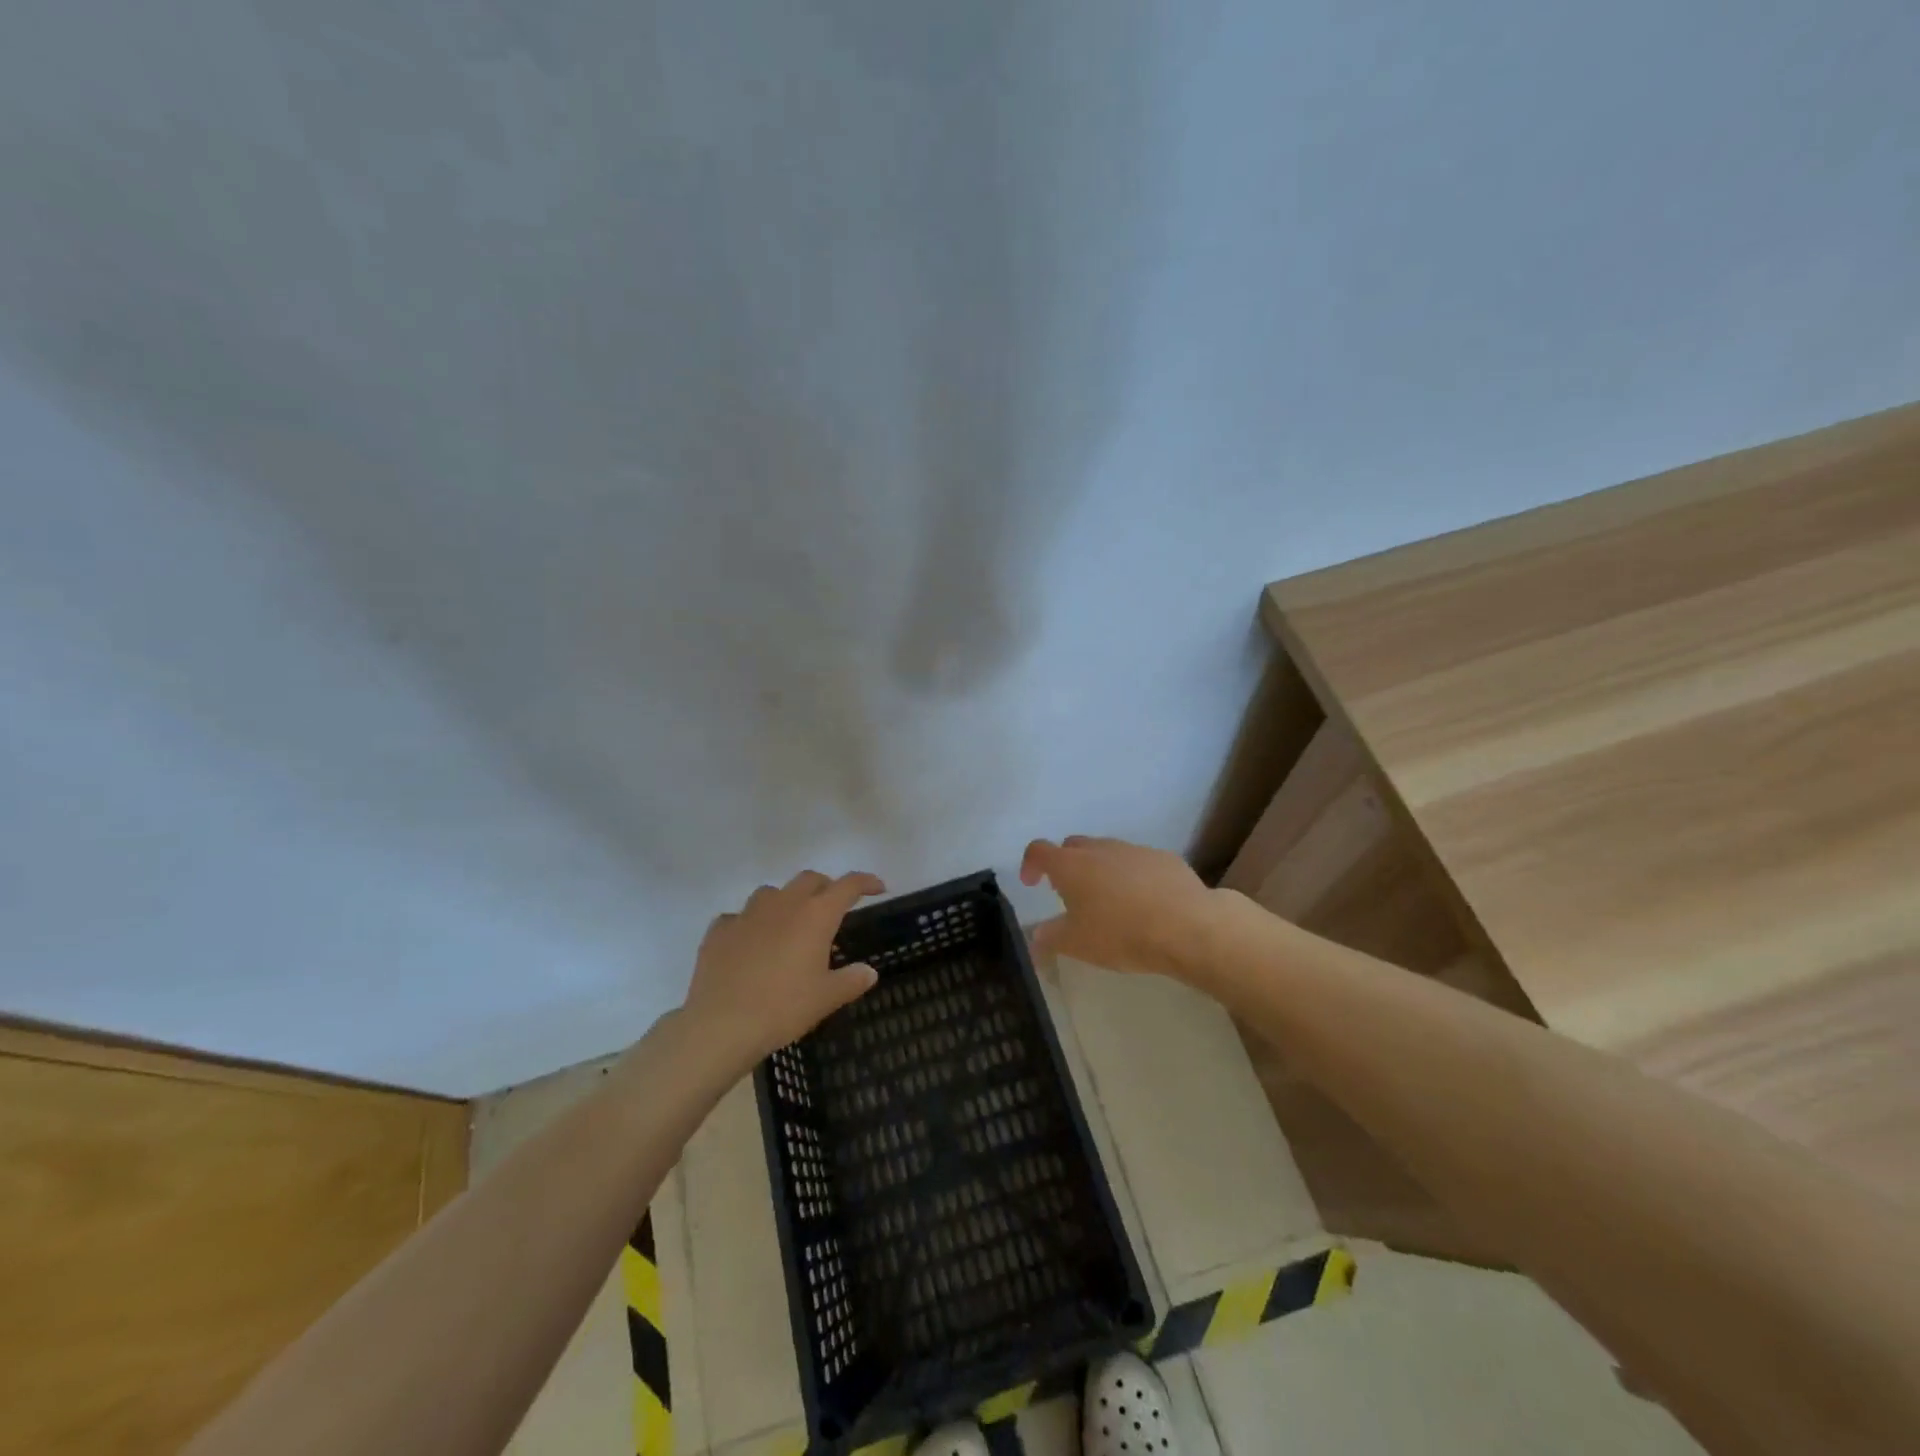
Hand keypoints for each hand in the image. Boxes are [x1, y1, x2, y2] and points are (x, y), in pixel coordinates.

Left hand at [683, 870, 886, 1067]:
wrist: (721, 1024)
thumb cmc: (783, 1008)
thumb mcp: (826, 998)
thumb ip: (852, 980)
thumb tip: (869, 972)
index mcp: (815, 915)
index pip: (847, 886)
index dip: (865, 882)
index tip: (878, 887)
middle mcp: (783, 904)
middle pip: (809, 879)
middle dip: (826, 887)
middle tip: (833, 906)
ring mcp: (747, 914)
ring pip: (772, 892)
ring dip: (786, 900)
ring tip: (789, 923)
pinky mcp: (719, 930)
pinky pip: (739, 917)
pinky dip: (750, 924)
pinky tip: (750, 943)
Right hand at [1019, 835, 1217, 979]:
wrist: (1188, 926)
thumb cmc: (1121, 934)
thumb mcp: (1077, 944)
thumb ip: (1049, 938)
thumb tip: (1035, 938)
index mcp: (1071, 865)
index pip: (1039, 850)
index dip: (1030, 864)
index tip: (1032, 883)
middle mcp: (1100, 849)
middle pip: (1073, 846)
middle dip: (1066, 864)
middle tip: (1070, 894)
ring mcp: (1134, 850)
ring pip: (1107, 852)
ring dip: (1100, 870)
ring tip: (1109, 901)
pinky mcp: (1164, 858)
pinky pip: (1138, 862)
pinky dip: (1132, 876)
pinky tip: (1144, 903)